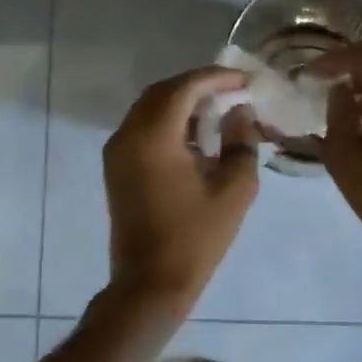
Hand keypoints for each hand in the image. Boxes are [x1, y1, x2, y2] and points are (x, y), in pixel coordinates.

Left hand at [103, 67, 260, 316]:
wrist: (150, 283)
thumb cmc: (196, 238)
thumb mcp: (234, 189)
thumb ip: (241, 141)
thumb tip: (240, 111)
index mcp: (154, 136)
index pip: (185, 87)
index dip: (216, 78)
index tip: (246, 80)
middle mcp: (128, 134)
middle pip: (163, 91)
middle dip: (198, 85)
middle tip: (233, 90)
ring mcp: (117, 150)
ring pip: (150, 106)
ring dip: (182, 101)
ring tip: (218, 108)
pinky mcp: (116, 165)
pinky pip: (142, 126)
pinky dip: (168, 119)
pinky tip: (195, 134)